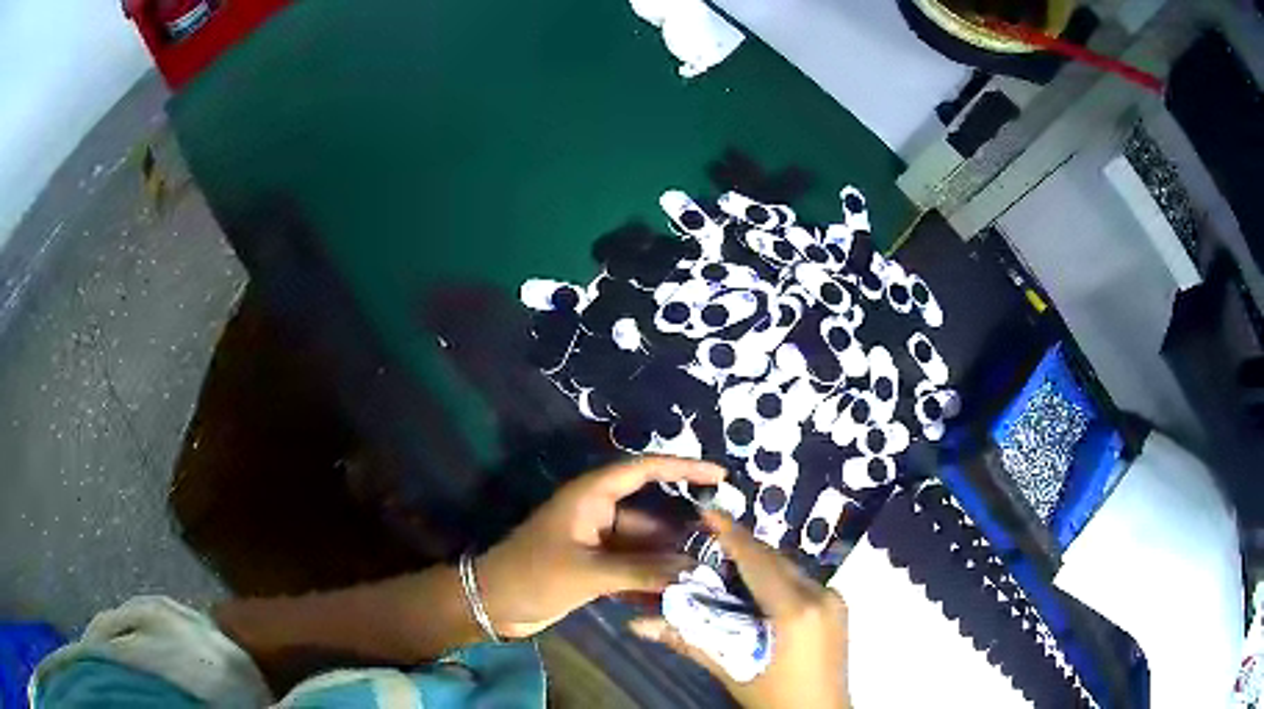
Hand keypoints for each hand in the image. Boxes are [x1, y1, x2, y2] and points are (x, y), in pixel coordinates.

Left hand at [476, 456, 725, 638]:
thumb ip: (642, 570)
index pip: (644, 470)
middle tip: (721, 544)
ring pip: (644, 544)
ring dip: (669, 560)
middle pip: (651, 513)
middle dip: (682, 530)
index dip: (683, 467)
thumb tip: (694, 571)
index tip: (721, 475)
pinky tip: (677, 594)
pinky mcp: (596, 567)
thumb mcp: (589, 572)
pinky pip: (633, 566)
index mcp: (592, 496)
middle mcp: (599, 513)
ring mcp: (598, 542)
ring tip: (707, 575)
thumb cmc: (535, 575)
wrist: (494, 604)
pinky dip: (652, 578)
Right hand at [629, 510, 849, 708]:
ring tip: (726, 558)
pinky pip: (802, 581)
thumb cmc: (776, 699)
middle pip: (775, 560)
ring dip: (759, 561)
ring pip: (791, 568)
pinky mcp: (838, 608)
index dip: (731, 534)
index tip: (707, 511)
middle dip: (742, 546)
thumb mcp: (732, 670)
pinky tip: (756, 586)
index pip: (757, 561)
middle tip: (708, 537)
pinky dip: (777, 577)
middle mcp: (821, 594)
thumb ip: (689, 640)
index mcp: (796, 610)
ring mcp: (835, 599)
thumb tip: (639, 623)